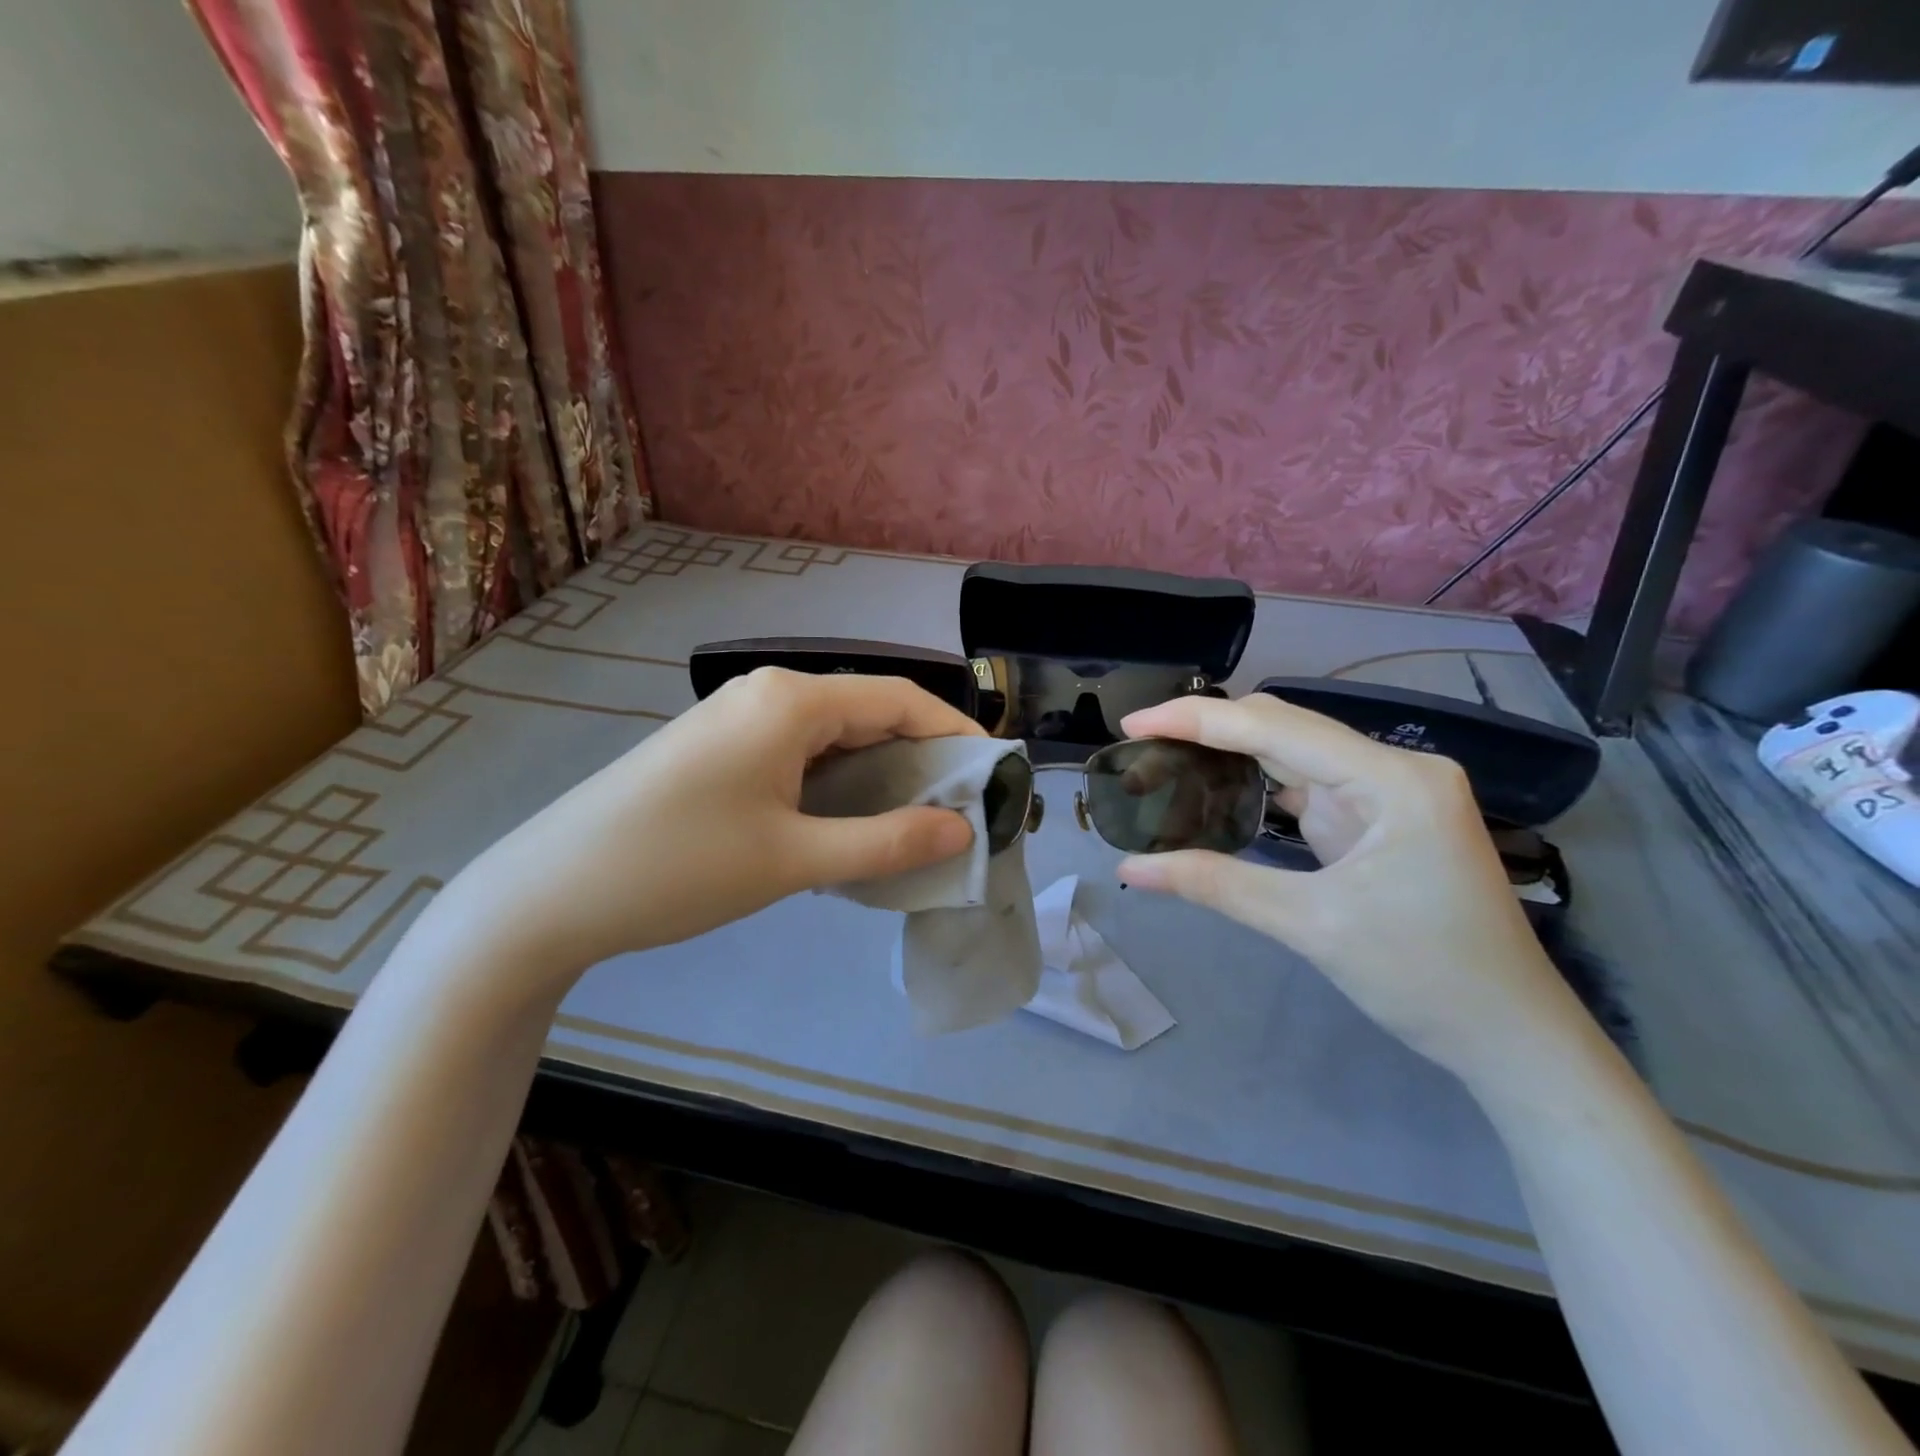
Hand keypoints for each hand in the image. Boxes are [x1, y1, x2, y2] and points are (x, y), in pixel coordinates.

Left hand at [419, 669, 981, 1000]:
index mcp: (790, 701)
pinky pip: (800, 754)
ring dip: (880, 772)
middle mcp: (767, 695)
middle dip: (922, 756)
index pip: (899, 699)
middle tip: (962, 809)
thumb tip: (962, 829)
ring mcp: (737, 720)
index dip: (955, 733)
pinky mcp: (719, 751)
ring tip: (918, 821)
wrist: (549, 895)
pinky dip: (839, 782)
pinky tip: (852, 821)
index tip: (996, 776)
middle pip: (869, 712)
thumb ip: (886, 841)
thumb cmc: (678, 868)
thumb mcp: (793, 860)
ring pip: (834, 736)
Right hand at [1115, 694, 1586, 1084]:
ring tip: (1166, 761)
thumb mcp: (1310, 925)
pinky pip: (1306, 788)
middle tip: (1142, 746)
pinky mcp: (1378, 820)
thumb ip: (1216, 885)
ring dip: (1230, 756)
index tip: (1134, 724)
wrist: (1510, 1037)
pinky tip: (1216, 790)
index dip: (1197, 720)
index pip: (1275, 728)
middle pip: (1284, 730)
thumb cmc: (1425, 976)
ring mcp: (1388, 794)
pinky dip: (1256, 787)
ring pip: (1293, 756)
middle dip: (1209, 732)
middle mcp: (1393, 770)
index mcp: (1392, 779)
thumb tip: (1131, 869)